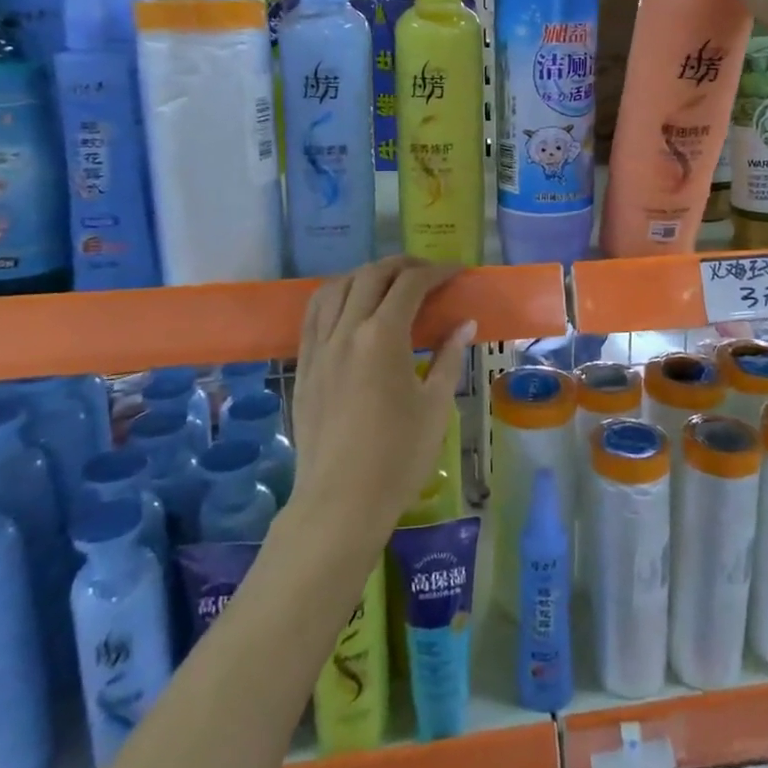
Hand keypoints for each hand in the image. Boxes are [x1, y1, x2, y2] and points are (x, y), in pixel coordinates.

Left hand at [291, 258, 477, 536]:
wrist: (341, 501)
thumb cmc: (399, 456)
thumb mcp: (436, 406)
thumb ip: (448, 357)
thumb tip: (464, 323)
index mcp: (383, 336)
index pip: (410, 284)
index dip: (437, 272)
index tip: (456, 273)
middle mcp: (347, 330)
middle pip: (371, 275)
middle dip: (402, 265)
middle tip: (427, 273)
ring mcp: (319, 346)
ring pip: (336, 287)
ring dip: (365, 275)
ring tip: (387, 283)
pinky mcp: (304, 366)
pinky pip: (314, 314)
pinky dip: (334, 296)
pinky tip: (347, 306)